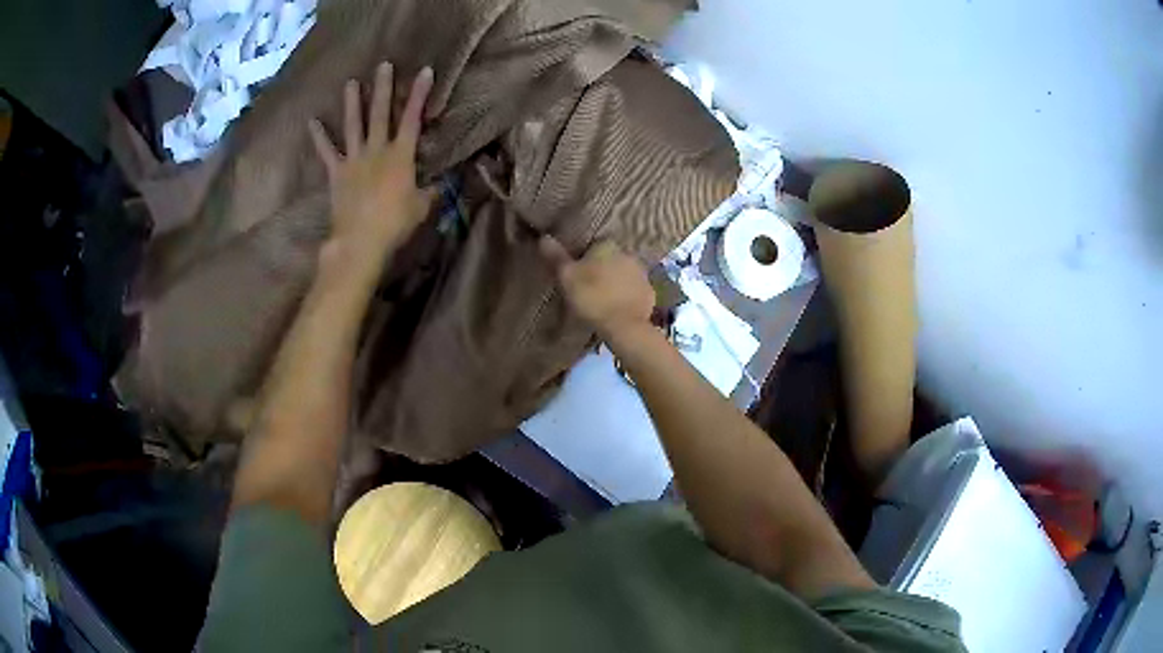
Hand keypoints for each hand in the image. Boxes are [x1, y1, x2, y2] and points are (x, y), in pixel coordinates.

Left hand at [309, 62, 435, 274]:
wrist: (360, 241)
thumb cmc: (395, 224)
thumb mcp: (421, 207)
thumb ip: (429, 191)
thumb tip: (438, 184)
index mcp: (401, 156)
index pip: (412, 119)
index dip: (419, 95)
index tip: (425, 72)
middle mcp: (377, 150)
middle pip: (380, 114)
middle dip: (383, 88)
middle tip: (383, 65)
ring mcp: (354, 160)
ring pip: (353, 126)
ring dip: (352, 103)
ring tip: (350, 83)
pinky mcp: (337, 173)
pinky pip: (327, 152)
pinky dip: (319, 137)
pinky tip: (312, 122)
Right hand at [539, 235, 654, 341]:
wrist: (623, 326)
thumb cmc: (591, 297)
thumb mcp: (566, 277)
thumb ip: (556, 256)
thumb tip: (544, 237)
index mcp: (607, 245)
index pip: (593, 244)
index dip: (583, 257)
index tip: (576, 272)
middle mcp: (627, 253)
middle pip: (609, 258)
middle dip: (600, 268)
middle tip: (588, 286)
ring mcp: (642, 273)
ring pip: (623, 273)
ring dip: (615, 282)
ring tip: (602, 299)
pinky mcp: (650, 292)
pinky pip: (634, 290)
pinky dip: (626, 296)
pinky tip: (617, 308)